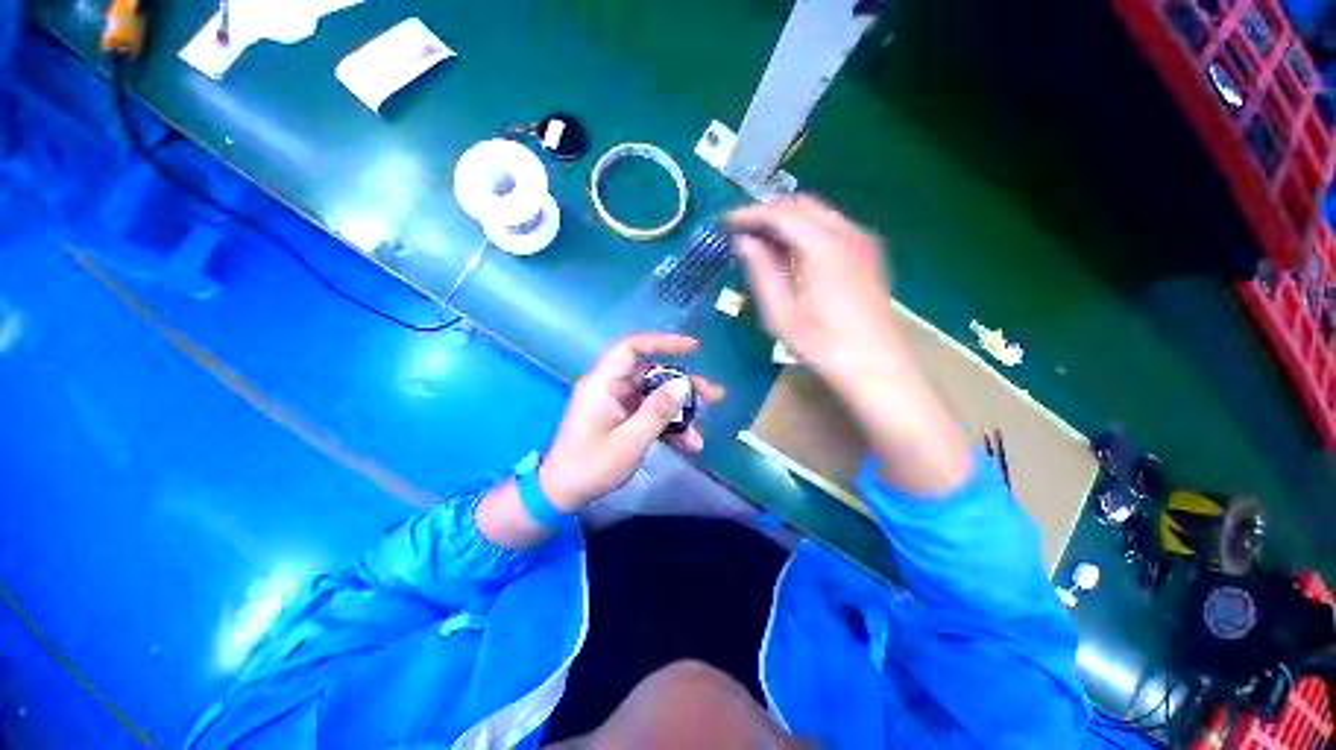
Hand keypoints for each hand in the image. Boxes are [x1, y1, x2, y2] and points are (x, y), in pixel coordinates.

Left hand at [538, 334, 724, 511]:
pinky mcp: (621, 419)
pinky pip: (650, 414)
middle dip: (684, 386)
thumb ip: (657, 411)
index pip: (632, 349)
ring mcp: (617, 404)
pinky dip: (668, 426)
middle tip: (714, 396)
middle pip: (652, 375)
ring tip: (700, 435)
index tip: (692, 348)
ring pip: (655, 397)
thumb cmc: (591, 466)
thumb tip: (683, 385)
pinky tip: (687, 445)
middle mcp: (611, 388)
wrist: (562, 494)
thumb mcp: (629, 441)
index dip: (662, 343)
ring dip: (679, 413)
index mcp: (603, 384)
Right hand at [726, 195, 900, 389]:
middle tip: (741, 231)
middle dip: (768, 212)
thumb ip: (761, 271)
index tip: (725, 222)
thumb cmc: (821, 344)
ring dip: (787, 219)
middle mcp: (847, 232)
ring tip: (762, 241)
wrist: (874, 365)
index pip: (780, 213)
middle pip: (801, 204)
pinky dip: (806, 229)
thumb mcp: (781, 312)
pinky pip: (832, 225)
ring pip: (818, 212)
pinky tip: (792, 252)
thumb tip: (743, 241)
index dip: (749, 214)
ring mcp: (863, 240)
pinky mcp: (869, 252)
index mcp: (824, 246)